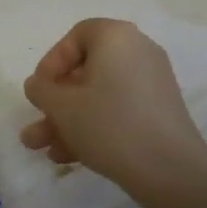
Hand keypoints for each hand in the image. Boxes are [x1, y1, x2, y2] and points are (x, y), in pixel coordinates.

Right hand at [20, 19, 206, 198]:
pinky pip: (118, 110)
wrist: (170, 170)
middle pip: (86, 71)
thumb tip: (39, 85)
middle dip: (56, 103)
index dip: (51, 63)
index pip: (76, 37)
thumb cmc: (109, 124)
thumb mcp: (62, 106)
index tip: (40, 91)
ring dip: (69, 121)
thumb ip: (41, 90)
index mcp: (116, 37)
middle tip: (36, 127)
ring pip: (99, 95)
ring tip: (44, 150)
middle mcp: (138, 51)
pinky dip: (95, 126)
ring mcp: (152, 82)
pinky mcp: (160, 111)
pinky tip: (70, 156)